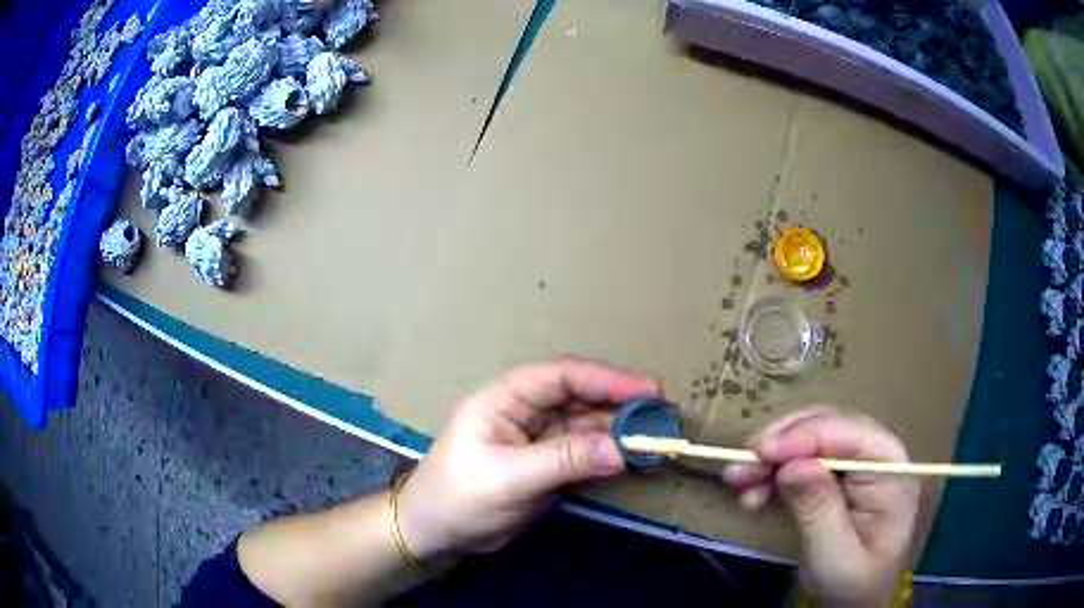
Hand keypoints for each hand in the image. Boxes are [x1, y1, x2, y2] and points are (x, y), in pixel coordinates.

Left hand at [397, 359, 659, 559]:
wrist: (437, 534)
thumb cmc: (458, 497)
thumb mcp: (508, 478)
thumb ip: (565, 460)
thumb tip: (622, 448)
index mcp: (505, 399)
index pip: (560, 378)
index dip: (605, 379)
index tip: (647, 390)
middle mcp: (525, 412)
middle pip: (580, 399)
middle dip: (620, 405)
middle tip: (663, 416)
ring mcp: (539, 440)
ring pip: (587, 427)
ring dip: (620, 432)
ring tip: (658, 439)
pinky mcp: (548, 466)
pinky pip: (586, 454)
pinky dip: (611, 457)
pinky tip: (636, 460)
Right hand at [723, 406, 919, 607]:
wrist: (852, 603)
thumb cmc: (852, 584)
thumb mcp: (835, 555)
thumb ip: (819, 510)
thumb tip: (793, 465)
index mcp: (890, 468)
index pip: (850, 433)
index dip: (805, 435)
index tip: (761, 451)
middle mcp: (875, 456)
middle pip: (828, 428)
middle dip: (783, 442)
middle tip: (741, 463)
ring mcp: (855, 466)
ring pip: (810, 441)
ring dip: (772, 458)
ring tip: (737, 479)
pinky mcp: (834, 479)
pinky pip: (801, 463)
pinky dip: (774, 474)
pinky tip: (753, 493)